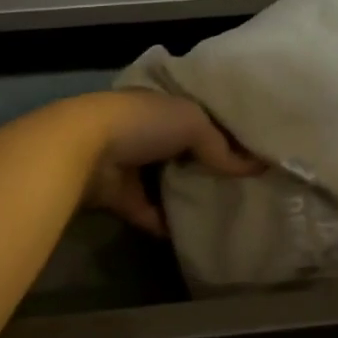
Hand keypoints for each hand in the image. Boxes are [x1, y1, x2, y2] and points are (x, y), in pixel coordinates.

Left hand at [81, 90, 260, 236]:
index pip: (192, 113)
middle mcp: (141, 129)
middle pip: (179, 149)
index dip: (218, 129)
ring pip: (163, 180)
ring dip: (184, 194)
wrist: (85, 149)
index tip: (245, 148)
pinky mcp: (117, 195)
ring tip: (221, 211)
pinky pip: (147, 211)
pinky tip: (192, 234)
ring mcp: (127, 162)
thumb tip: (253, 166)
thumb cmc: (142, 123)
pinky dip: (164, 223)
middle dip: (202, 164)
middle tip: (238, 185)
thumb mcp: (192, 122)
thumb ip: (220, 145)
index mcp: (158, 102)